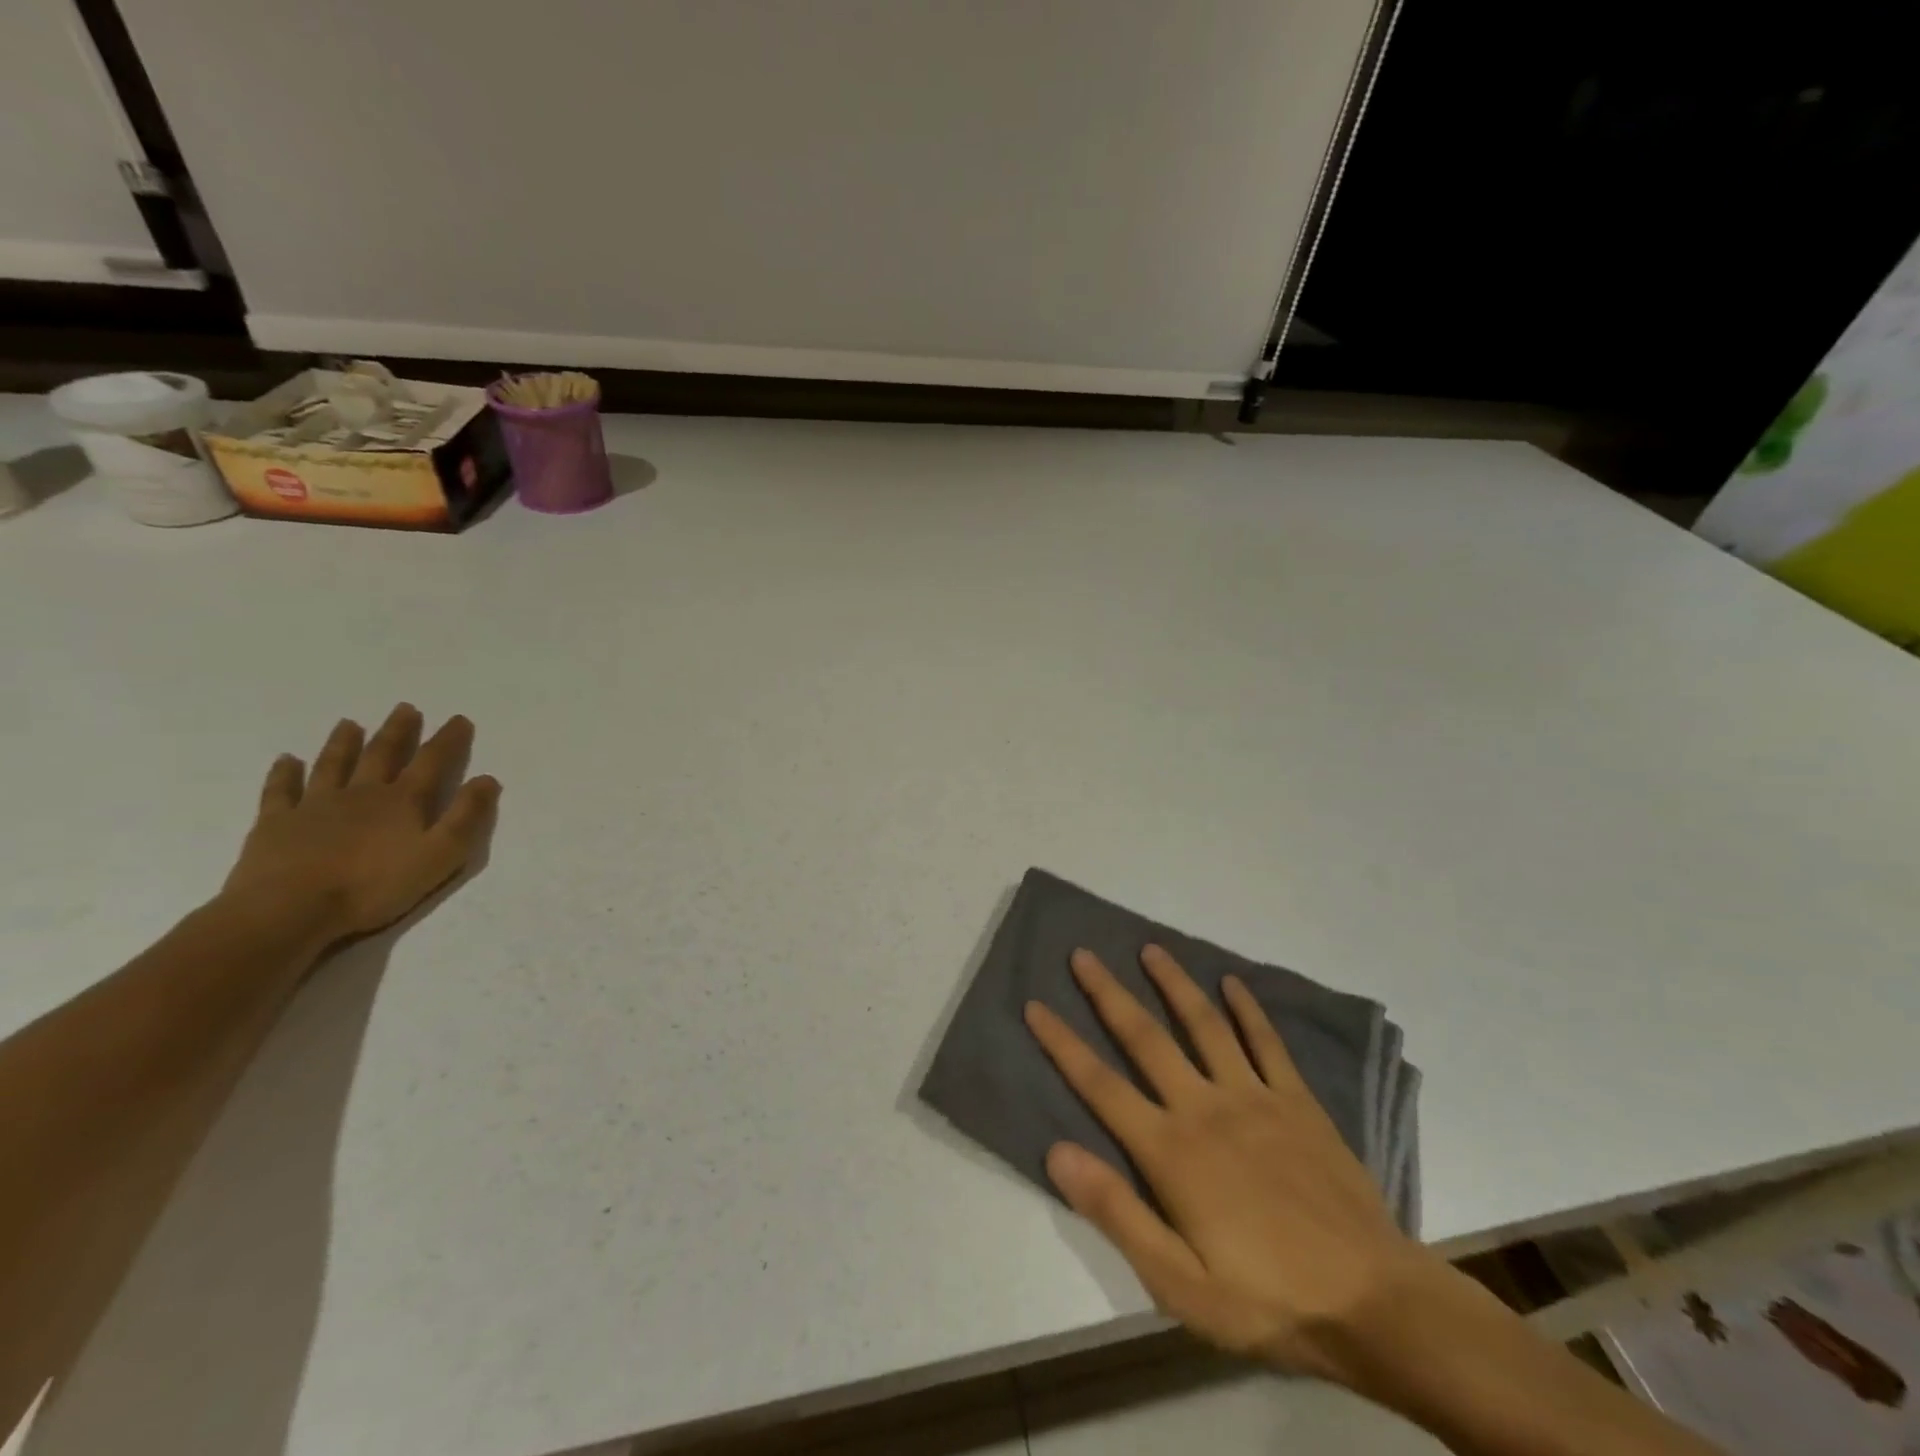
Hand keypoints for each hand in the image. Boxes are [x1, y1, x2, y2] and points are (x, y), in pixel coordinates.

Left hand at [221, 704, 500, 943]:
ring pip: (333, 765)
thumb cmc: (374, 886)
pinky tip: (286, 760)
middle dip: (398, 731)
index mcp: (402, 801)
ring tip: (349, 723)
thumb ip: (466, 816)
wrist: (290, 910)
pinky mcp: (276, 824)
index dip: (448, 740)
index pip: (432, 762)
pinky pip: (280, 791)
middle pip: (382, 755)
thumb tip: (487, 779)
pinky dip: (284, 773)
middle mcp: (361, 794)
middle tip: (405, 708)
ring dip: (343, 743)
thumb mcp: (441, 855)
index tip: (459, 719)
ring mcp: (314, 806)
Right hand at [1025, 946, 1438, 1379]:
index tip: (1035, 1006)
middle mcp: (1205, 1107)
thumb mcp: (1178, 1283)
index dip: (1063, 1044)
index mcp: (1170, 1150)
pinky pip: (1267, 1043)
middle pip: (1145, 1037)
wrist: (1373, 1304)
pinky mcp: (1297, 1101)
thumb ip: (1116, 1212)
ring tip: (1150, 949)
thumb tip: (1057, 1151)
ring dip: (1173, 983)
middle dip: (1108, 993)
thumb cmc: (1266, 1299)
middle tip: (1083, 955)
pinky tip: (1232, 983)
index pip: (1100, 1085)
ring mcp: (1254, 1097)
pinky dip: (1248, 1009)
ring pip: (1204, 1024)